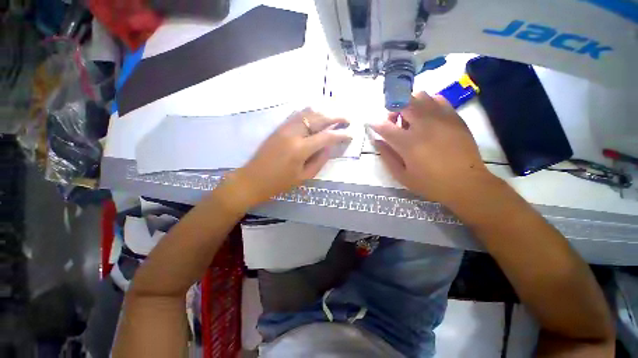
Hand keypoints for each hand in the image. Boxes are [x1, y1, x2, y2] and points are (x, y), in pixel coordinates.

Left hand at [223, 108, 350, 208]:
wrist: (252, 180)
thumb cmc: (279, 183)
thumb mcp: (303, 177)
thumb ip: (319, 160)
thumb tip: (329, 147)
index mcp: (300, 149)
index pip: (326, 137)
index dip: (341, 134)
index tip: (351, 134)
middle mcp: (293, 133)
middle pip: (318, 118)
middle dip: (336, 117)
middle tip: (348, 118)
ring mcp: (284, 127)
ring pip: (308, 112)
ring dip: (324, 111)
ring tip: (335, 114)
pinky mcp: (279, 127)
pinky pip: (297, 114)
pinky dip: (310, 112)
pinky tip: (317, 113)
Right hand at [370, 92, 495, 205]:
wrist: (466, 183)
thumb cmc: (430, 183)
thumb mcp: (402, 176)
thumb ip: (387, 156)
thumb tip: (377, 141)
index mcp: (408, 143)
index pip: (385, 126)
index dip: (375, 123)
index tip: (370, 123)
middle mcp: (423, 126)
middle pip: (402, 103)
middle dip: (392, 110)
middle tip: (393, 122)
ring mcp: (441, 119)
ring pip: (419, 96)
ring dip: (409, 104)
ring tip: (410, 118)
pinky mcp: (454, 117)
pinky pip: (437, 99)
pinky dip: (427, 103)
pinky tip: (426, 117)